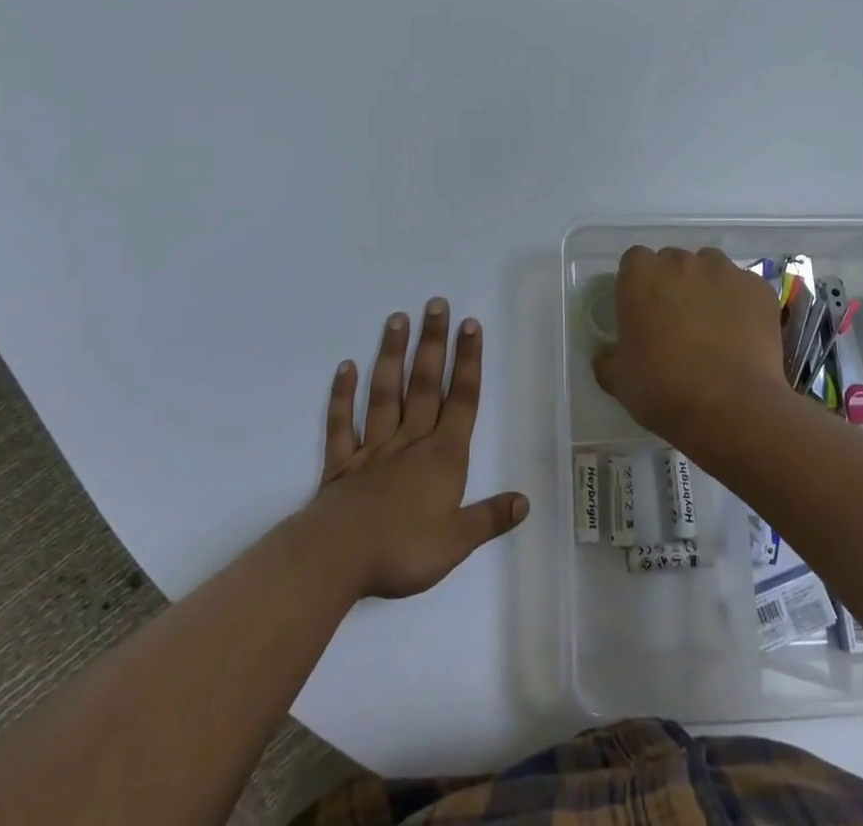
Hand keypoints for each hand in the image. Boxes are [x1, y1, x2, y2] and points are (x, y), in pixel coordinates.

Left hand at [313, 299, 528, 599]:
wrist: (338, 558)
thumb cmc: (403, 549)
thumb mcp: (457, 542)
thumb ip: (489, 517)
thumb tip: (525, 501)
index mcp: (443, 456)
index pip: (461, 400)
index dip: (468, 362)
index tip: (470, 325)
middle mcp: (410, 441)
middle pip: (425, 384)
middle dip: (433, 343)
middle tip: (436, 303)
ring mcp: (373, 448)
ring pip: (385, 393)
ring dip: (392, 354)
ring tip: (396, 318)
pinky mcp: (342, 463)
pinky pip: (342, 423)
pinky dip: (342, 395)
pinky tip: (345, 367)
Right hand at [593, 246, 787, 447]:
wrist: (732, 408)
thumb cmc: (664, 390)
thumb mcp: (620, 380)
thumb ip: (609, 358)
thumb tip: (607, 354)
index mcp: (640, 276)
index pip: (634, 261)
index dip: (638, 284)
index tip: (642, 311)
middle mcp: (681, 262)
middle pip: (673, 262)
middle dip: (673, 284)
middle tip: (677, 322)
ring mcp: (724, 271)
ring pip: (711, 269)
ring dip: (708, 288)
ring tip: (713, 327)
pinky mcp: (758, 288)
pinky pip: (744, 288)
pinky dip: (741, 304)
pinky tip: (743, 336)